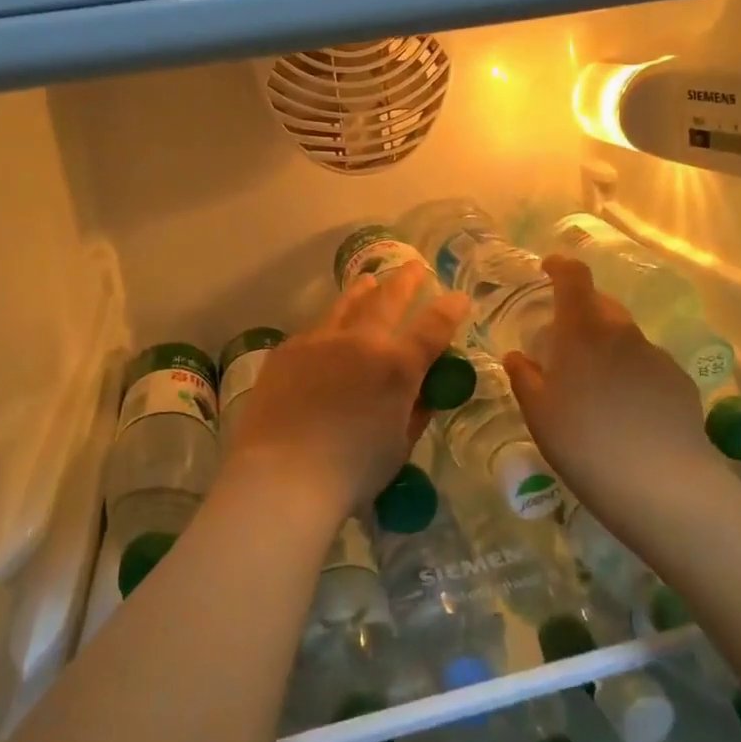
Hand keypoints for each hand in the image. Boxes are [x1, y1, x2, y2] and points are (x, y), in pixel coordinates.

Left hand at [220, 262, 467, 522]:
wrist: (282, 474)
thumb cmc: (350, 472)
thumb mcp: (398, 447)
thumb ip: (414, 413)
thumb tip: (422, 394)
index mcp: (397, 366)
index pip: (433, 327)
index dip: (450, 309)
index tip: (458, 297)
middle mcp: (361, 341)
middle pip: (389, 298)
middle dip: (406, 280)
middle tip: (416, 267)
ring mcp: (321, 340)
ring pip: (347, 303)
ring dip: (364, 290)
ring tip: (370, 280)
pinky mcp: (288, 349)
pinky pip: (316, 329)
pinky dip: (331, 326)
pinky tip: (329, 332)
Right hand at [503, 254, 720, 505]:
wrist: (664, 485)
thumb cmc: (585, 443)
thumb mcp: (539, 414)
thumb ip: (524, 377)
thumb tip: (517, 356)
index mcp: (582, 331)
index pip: (574, 278)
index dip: (560, 266)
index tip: (548, 268)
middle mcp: (622, 333)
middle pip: (601, 306)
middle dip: (581, 314)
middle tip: (563, 345)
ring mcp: (656, 356)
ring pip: (625, 338)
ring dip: (607, 348)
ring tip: (596, 388)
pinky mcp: (680, 382)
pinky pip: (647, 365)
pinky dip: (632, 374)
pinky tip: (627, 412)